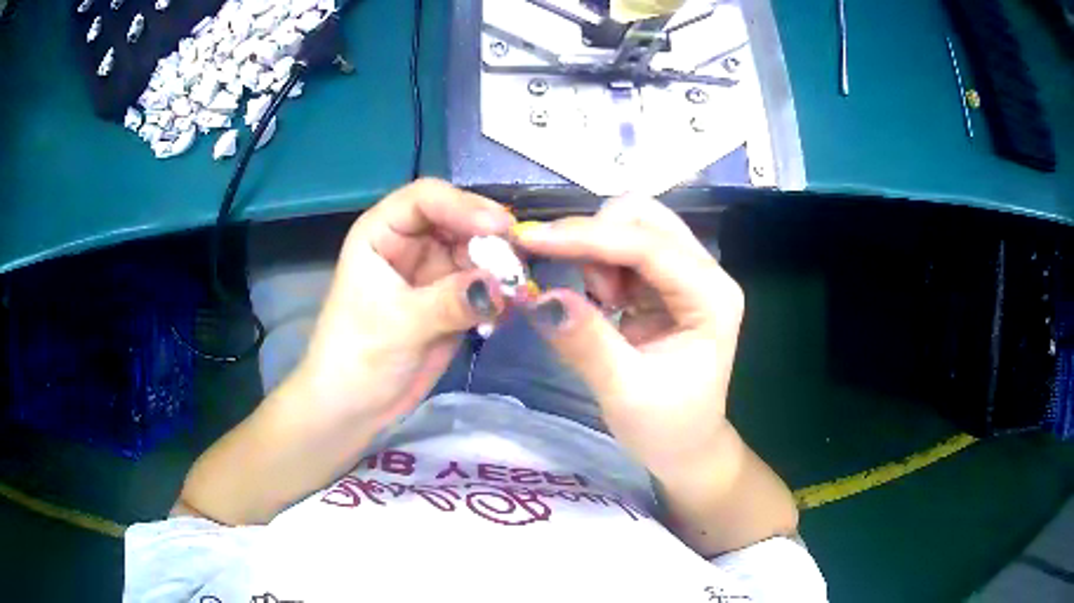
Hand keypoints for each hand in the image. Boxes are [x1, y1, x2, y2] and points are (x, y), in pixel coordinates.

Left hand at [295, 179, 513, 430]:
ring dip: (500, 268)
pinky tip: (509, 311)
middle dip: (491, 238)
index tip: (499, 228)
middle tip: (520, 264)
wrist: (353, 406)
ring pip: (478, 252)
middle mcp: (410, 243)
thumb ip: (449, 301)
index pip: (427, 198)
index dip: (463, 205)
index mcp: (382, 232)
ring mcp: (433, 272)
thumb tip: (501, 286)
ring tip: (518, 291)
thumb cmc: (356, 357)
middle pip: (460, 221)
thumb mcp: (399, 324)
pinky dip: (500, 294)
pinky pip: (484, 285)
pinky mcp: (452, 301)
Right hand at [513, 196, 742, 480]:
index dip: (588, 237)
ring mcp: (687, 273)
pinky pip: (624, 247)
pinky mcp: (666, 282)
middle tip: (580, 285)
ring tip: (600, 301)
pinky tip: (601, 298)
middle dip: (597, 236)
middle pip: (645, 216)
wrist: (687, 448)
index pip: (649, 246)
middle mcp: (705, 273)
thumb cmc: (667, 428)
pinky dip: (599, 260)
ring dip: (597, 249)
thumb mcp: (624, 392)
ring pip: (632, 225)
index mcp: (711, 297)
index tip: (530, 239)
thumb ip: (586, 342)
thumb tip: (540, 297)